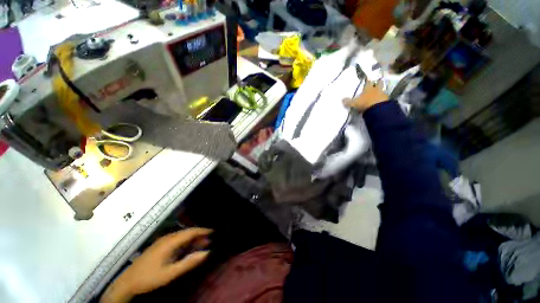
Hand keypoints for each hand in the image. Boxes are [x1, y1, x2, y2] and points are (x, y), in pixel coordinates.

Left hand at [100, 228, 212, 302]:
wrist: (127, 282)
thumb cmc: (149, 278)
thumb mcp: (170, 273)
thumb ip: (189, 262)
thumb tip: (206, 253)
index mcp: (170, 242)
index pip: (190, 232)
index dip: (202, 231)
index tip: (213, 232)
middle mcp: (167, 238)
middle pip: (187, 233)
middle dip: (199, 235)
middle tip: (210, 240)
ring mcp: (162, 241)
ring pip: (182, 236)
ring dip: (193, 239)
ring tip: (202, 244)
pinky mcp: (159, 245)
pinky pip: (176, 240)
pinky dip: (185, 242)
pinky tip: (188, 248)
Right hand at [343, 80, 388, 111]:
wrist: (378, 108)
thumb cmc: (365, 103)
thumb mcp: (354, 103)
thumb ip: (348, 102)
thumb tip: (341, 99)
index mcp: (368, 88)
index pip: (368, 82)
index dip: (368, 80)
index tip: (368, 78)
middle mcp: (376, 89)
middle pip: (378, 83)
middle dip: (377, 83)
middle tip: (376, 84)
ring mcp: (382, 94)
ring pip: (382, 90)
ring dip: (380, 91)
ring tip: (378, 94)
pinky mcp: (387, 100)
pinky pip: (384, 98)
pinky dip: (382, 99)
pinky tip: (380, 101)